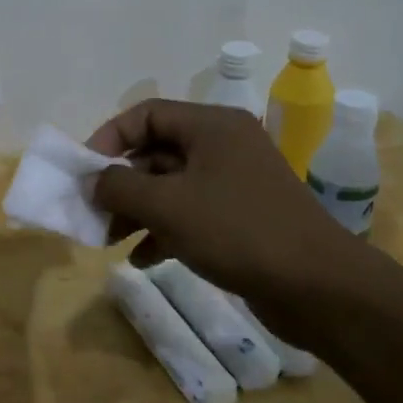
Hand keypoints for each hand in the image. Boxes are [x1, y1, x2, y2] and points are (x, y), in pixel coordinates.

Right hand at [86, 99, 377, 323]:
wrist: (318, 287)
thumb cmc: (237, 231)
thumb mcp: (166, 206)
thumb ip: (119, 186)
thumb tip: (93, 181)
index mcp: (211, 126)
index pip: (146, 114)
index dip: (109, 138)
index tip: (84, 172)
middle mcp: (223, 146)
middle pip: (156, 152)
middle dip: (120, 183)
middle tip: (94, 211)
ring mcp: (234, 183)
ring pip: (170, 187)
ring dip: (137, 211)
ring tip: (110, 240)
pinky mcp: (241, 218)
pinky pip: (190, 214)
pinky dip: (163, 232)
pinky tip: (143, 259)